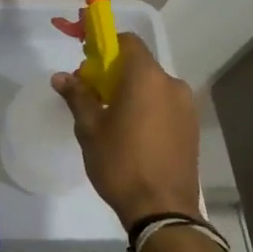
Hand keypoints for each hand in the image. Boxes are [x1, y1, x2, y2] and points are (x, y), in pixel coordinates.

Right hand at [52, 32, 201, 229]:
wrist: (162, 209)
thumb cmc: (120, 163)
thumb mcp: (90, 129)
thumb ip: (78, 96)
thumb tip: (61, 76)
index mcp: (146, 78)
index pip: (127, 42)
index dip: (105, 45)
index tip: (86, 60)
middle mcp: (171, 85)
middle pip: (139, 65)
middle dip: (113, 72)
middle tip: (90, 94)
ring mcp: (186, 106)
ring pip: (152, 86)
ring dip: (129, 91)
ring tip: (109, 117)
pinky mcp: (191, 127)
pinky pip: (163, 104)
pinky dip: (145, 107)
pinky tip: (130, 132)